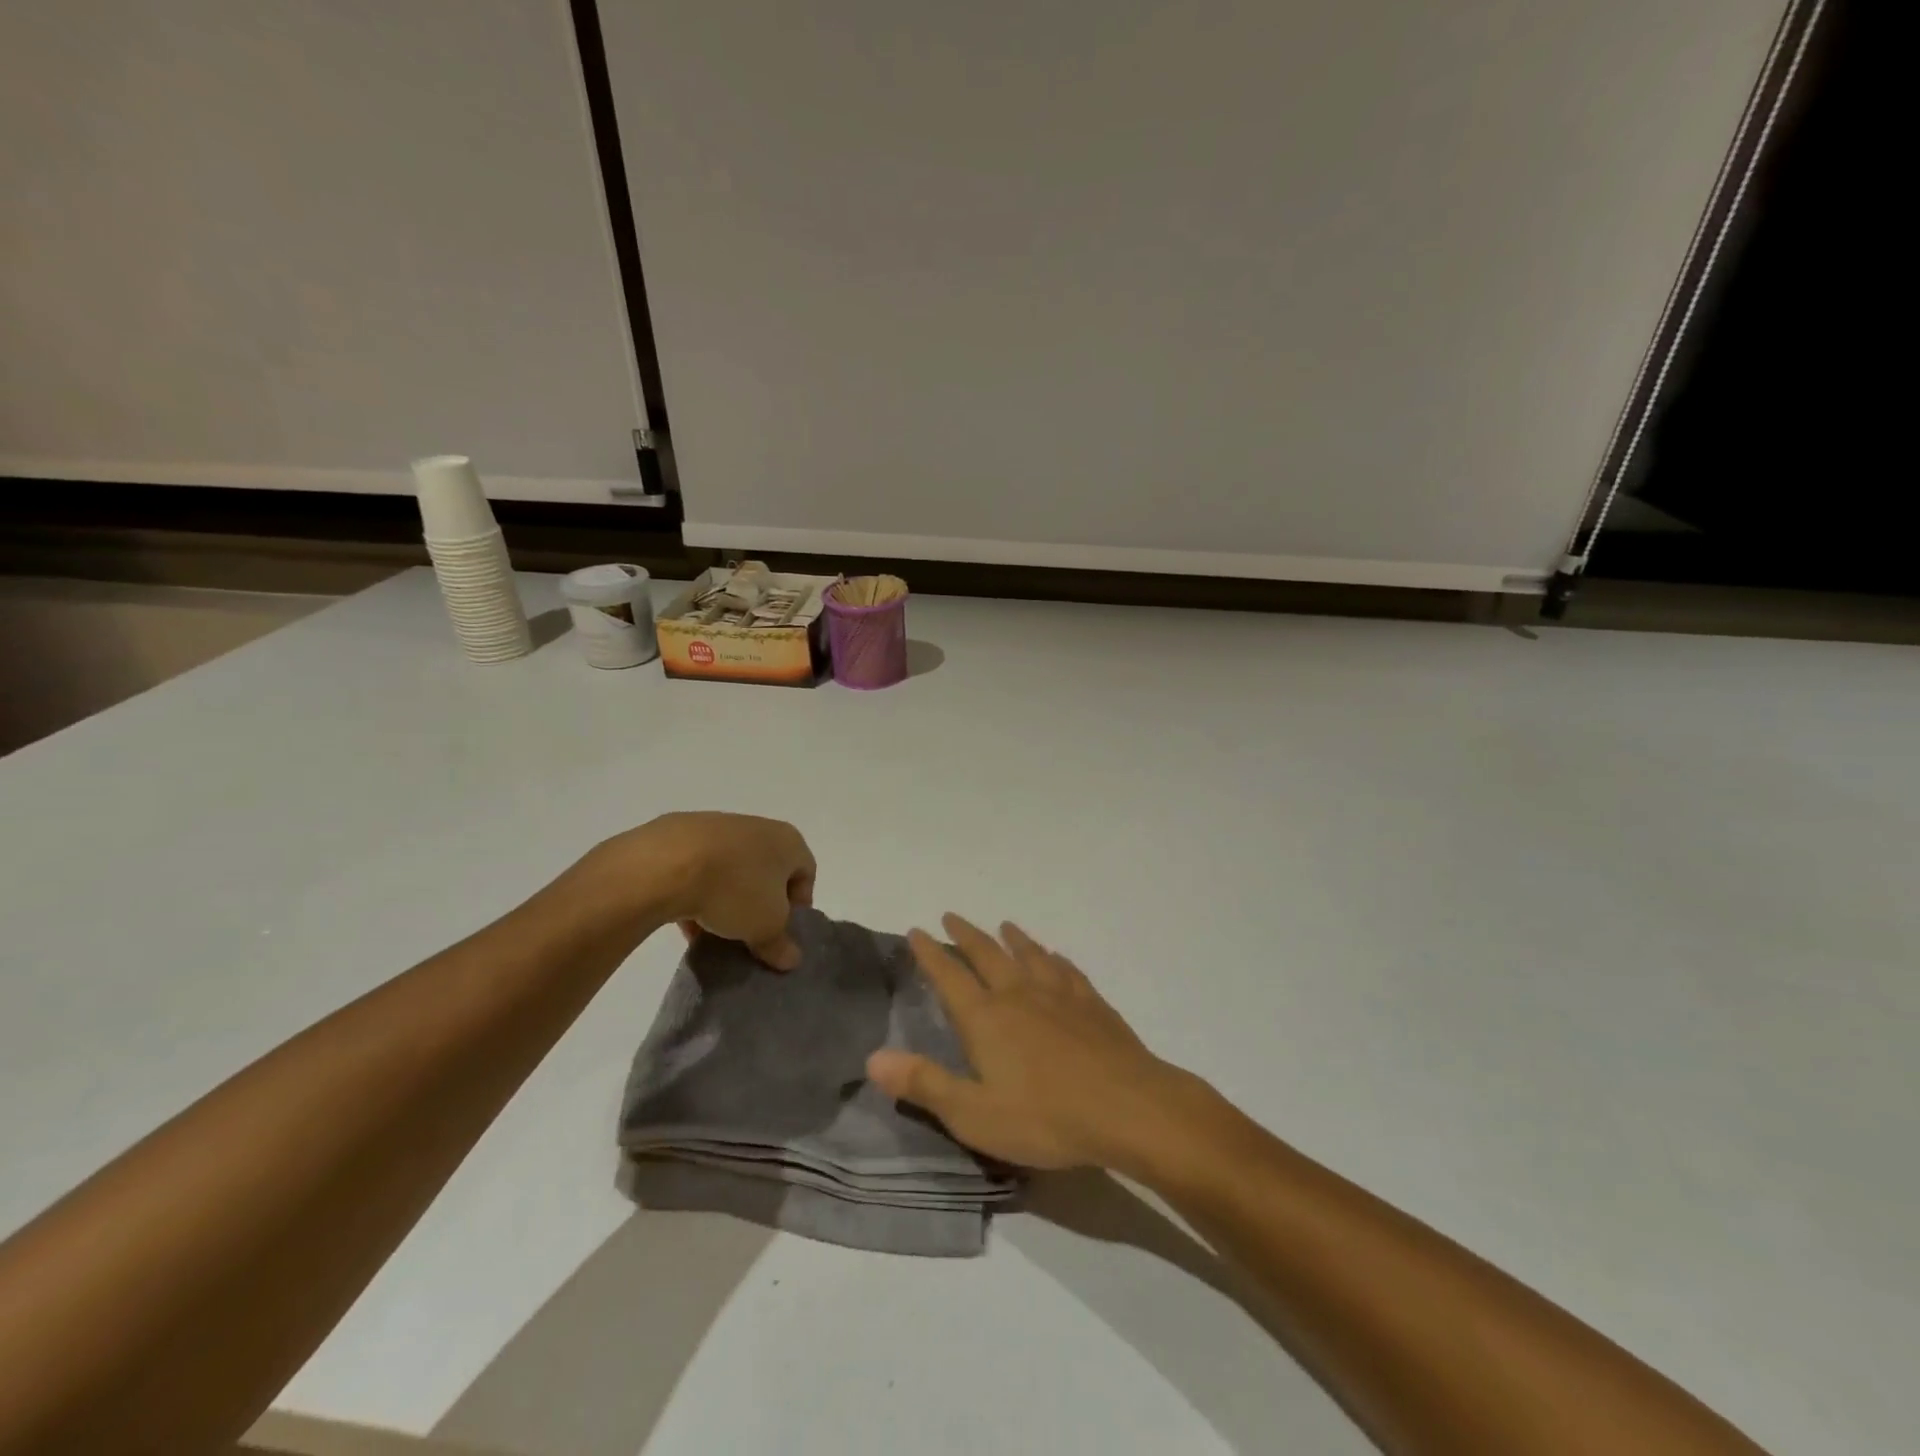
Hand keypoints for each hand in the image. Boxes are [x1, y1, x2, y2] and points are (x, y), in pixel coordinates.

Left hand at [599, 812, 815, 968]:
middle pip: (767, 871)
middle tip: (751, 933)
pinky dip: (698, 891)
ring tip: (715, 930)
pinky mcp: (681, 835)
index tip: (782, 932)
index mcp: (788, 840)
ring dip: (728, 900)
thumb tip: (792, 959)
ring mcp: (718, 827)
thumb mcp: (766, 926)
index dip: (799, 906)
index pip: (806, 873)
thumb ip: (781, 944)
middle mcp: (758, 827)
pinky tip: (686, 918)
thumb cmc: (734, 889)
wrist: (666, 863)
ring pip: (731, 870)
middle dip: (761, 904)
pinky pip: (699, 869)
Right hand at [866, 915, 1195, 1170]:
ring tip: (1004, 925)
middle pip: (987, 954)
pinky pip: (1066, 970)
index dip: (930, 953)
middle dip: (966, 935)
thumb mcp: (974, 1114)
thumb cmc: (1045, 1116)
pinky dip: (1054, 958)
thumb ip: (924, 1084)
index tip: (916, 931)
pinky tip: (1056, 957)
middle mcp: (1019, 994)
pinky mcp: (1092, 1004)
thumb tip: (873, 1058)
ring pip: (1030, 954)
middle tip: (951, 916)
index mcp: (986, 1018)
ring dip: (1013, 938)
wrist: (1128, 1107)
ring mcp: (1059, 995)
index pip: (949, 976)